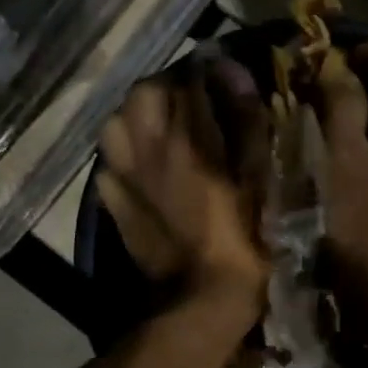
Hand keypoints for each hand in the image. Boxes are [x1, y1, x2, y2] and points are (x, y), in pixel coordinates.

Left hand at [97, 58, 269, 322]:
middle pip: (144, 93)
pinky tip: (142, 167)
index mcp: (188, 138)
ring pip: (116, 123)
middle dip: (168, 87)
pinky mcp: (113, 203)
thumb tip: (230, 71)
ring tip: (160, 128)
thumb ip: (246, 121)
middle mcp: (147, 148)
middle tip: (191, 99)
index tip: (222, 73)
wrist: (201, 298)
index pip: (190, 79)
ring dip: (137, 116)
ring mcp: (124, 176)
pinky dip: (123, 154)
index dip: (208, 69)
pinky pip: (108, 163)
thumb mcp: (259, 178)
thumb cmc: (244, 238)